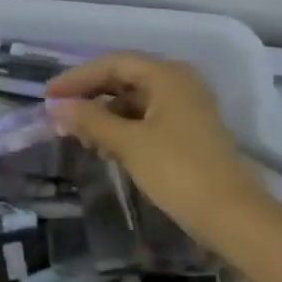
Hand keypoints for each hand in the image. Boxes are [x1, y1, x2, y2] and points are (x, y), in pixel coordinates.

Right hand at [46, 53, 272, 256]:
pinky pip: (147, 118)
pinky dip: (122, 127)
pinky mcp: (188, 132)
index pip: (113, 64)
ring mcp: (186, 107)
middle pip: (125, 78)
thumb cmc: (178, 172)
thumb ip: (91, 120)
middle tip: (59, 112)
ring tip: (77, 132)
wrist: (233, 217)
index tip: (48, 95)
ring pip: (135, 100)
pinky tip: (104, 144)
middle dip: (90, 95)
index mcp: (167, 75)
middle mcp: (179, 82)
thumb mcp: (129, 144)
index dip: (78, 78)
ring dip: (104, 113)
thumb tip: (57, 107)